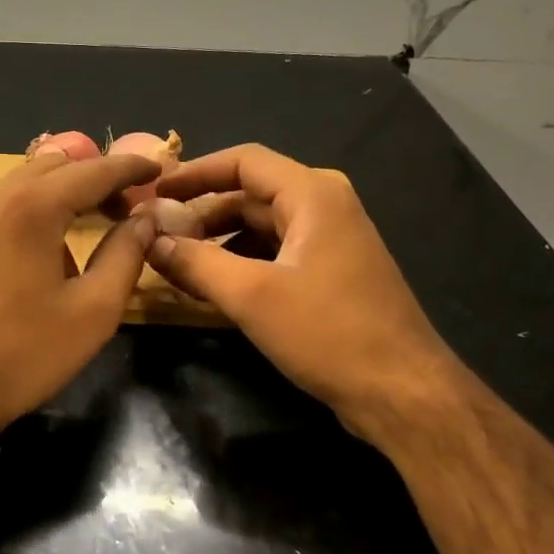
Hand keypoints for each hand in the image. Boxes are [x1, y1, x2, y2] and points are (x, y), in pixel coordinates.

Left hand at [0, 149, 160, 444]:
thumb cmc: (23, 355)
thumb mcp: (93, 310)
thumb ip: (126, 254)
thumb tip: (144, 218)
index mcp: (33, 206)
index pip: (93, 170)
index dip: (129, 167)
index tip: (156, 169)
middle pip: (54, 166)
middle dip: (94, 177)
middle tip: (123, 207)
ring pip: (21, 183)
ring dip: (59, 194)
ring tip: (82, 229)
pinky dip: (27, 211)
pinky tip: (35, 253)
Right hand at [145, 145, 458, 443]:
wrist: (402, 392)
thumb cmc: (329, 332)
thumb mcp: (251, 296)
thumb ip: (196, 262)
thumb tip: (151, 241)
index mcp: (313, 194)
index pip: (243, 160)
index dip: (195, 172)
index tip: (154, 191)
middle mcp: (324, 206)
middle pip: (249, 193)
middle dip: (201, 212)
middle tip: (156, 234)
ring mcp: (329, 241)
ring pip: (259, 226)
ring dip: (217, 241)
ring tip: (175, 263)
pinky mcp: (329, 273)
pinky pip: (274, 252)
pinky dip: (240, 262)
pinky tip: (211, 286)